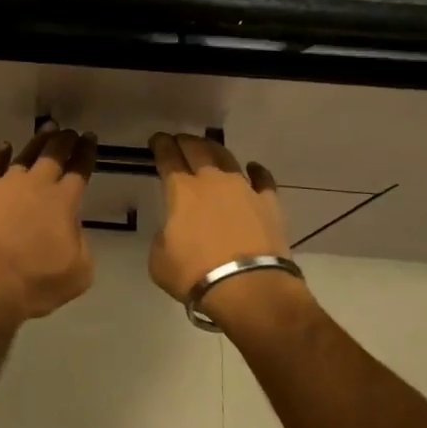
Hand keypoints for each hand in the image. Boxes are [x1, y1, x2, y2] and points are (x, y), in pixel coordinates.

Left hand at [0, 128, 98, 325]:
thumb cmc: (35, 283)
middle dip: (65, 141)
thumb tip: (70, 229)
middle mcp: (36, 185)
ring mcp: (5, 185)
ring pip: (25, 155)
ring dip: (38, 142)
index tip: (90, 137)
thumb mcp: (78, 272)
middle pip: (54, 155)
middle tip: (70, 131)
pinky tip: (5, 147)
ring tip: (46, 130)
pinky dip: (0, 154)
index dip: (86, 152)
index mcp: (63, 202)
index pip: (80, 170)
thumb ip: (81, 244)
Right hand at [148, 133, 301, 323]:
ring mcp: (244, 189)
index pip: (168, 157)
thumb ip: (163, 237)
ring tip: (208, 148)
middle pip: (197, 149)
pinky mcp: (269, 203)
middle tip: (179, 140)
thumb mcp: (159, 259)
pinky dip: (256, 171)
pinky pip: (263, 179)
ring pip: (227, 158)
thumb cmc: (195, 274)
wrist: (248, 289)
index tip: (157, 139)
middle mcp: (212, 181)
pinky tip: (253, 168)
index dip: (160, 145)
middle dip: (185, 141)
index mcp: (181, 190)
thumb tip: (173, 232)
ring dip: (214, 150)